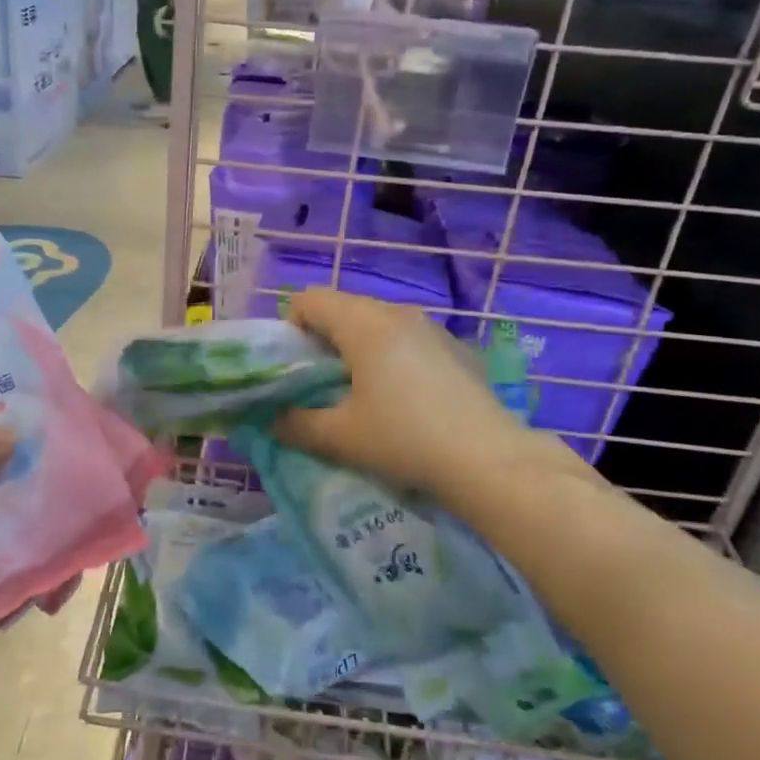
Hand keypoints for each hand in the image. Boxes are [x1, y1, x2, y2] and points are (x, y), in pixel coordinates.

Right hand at [274, 289, 601, 501]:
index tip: (295, 367)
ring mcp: (431, 328)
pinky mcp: (456, 348)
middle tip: (323, 384)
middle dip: (323, 339)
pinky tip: (405, 399)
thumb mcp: (340, 437)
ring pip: (378, 323)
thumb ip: (296, 424)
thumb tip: (272, 420)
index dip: (291, 328)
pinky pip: (408, 339)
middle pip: (344, 308)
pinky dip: (392, 356)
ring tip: (362, 392)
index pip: (310, 300)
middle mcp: (396, 313)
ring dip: (359, 347)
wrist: (487, 459)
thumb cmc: (403, 439)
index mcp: (363, 324)